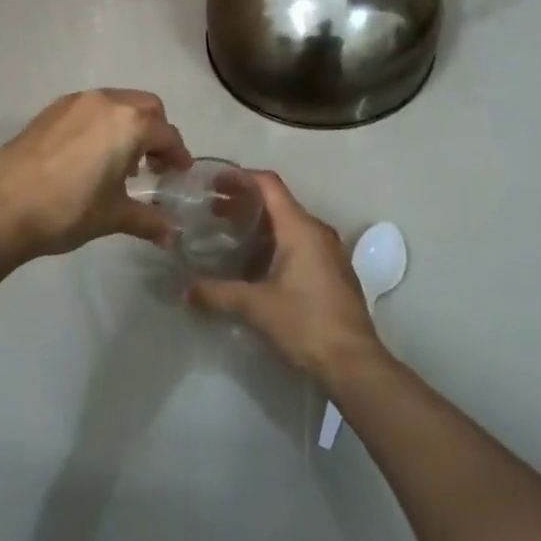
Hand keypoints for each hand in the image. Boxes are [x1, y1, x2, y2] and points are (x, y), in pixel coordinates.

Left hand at [0, 90, 192, 257]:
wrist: (2, 208)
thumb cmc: (68, 210)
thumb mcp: (113, 216)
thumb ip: (148, 220)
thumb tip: (172, 235)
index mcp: (129, 123)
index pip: (168, 134)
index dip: (178, 155)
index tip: (180, 173)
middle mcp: (106, 102)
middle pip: (146, 107)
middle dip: (156, 132)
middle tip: (154, 164)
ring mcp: (75, 102)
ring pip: (116, 103)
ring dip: (128, 126)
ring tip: (121, 162)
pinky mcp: (50, 110)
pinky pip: (89, 109)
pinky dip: (101, 124)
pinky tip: (90, 157)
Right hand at [188, 172, 382, 383]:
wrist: (354, 363)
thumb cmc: (305, 323)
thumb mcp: (255, 307)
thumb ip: (217, 293)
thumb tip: (186, 290)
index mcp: (300, 228)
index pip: (269, 184)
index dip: (240, 178)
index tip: (214, 181)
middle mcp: (317, 232)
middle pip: (278, 203)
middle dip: (244, 202)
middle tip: (212, 210)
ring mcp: (329, 252)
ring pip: (289, 225)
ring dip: (259, 225)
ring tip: (228, 236)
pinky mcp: (332, 272)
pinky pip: (299, 244)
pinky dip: (274, 243)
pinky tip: (255, 265)